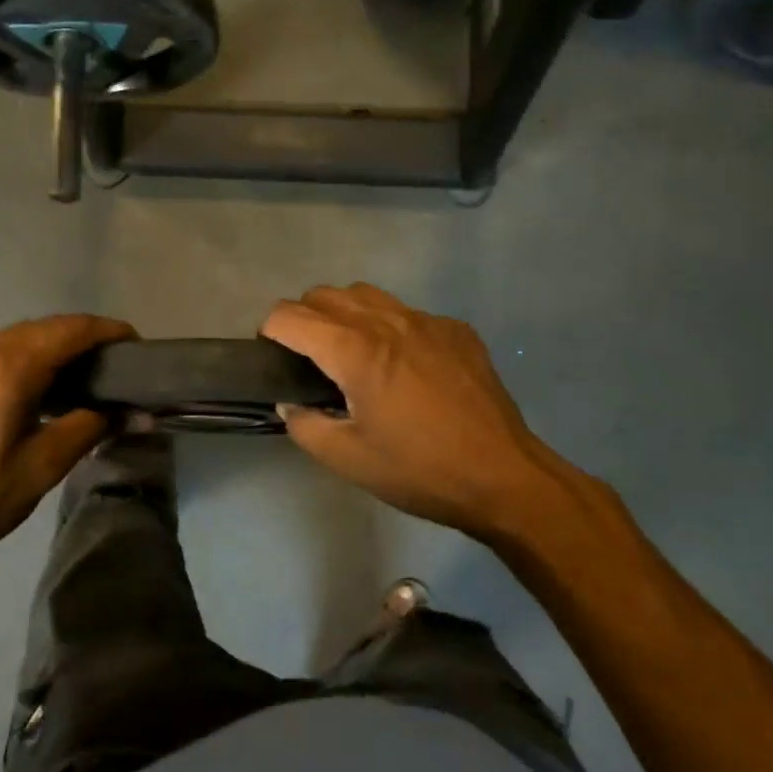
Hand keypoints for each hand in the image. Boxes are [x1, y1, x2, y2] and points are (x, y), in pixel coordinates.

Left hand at [0, 314, 134, 572]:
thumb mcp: (47, 463)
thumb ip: (94, 425)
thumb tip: (138, 414)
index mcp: (7, 370)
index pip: (68, 331)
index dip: (106, 330)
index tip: (134, 342)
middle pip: (40, 327)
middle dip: (79, 335)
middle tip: (111, 359)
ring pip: (11, 339)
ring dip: (47, 345)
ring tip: (76, 372)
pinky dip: (18, 359)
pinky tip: (29, 389)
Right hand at [263, 284, 596, 540]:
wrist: (503, 477)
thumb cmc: (420, 471)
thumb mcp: (348, 460)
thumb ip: (305, 426)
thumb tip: (291, 404)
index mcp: (355, 350)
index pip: (290, 316)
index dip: (270, 332)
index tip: (273, 359)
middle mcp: (387, 322)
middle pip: (325, 294)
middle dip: (304, 318)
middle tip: (308, 360)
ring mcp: (426, 321)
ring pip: (367, 294)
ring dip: (344, 314)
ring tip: (350, 355)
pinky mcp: (456, 331)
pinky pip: (407, 313)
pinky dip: (388, 327)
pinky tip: (402, 367)